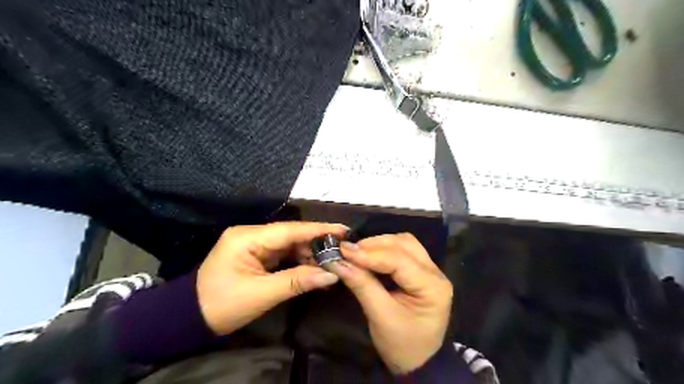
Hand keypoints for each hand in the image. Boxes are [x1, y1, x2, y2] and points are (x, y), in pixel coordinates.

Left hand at [196, 221, 347, 335]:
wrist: (191, 318)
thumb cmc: (222, 305)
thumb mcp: (262, 294)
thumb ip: (298, 281)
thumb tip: (332, 275)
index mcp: (248, 237)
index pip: (290, 230)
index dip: (318, 229)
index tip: (343, 229)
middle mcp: (252, 234)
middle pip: (291, 234)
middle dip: (317, 243)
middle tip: (342, 250)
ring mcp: (254, 243)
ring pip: (289, 243)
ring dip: (309, 253)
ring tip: (332, 261)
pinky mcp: (256, 254)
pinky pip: (283, 253)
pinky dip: (299, 260)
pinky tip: (315, 267)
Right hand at [333, 233, 451, 372]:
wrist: (418, 362)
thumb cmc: (402, 345)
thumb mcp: (381, 317)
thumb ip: (362, 286)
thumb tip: (339, 263)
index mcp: (432, 287)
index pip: (399, 260)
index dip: (370, 254)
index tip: (343, 250)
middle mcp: (435, 272)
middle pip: (404, 244)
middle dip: (374, 245)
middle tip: (348, 251)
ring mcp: (430, 269)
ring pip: (403, 243)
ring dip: (379, 244)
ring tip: (357, 253)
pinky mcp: (420, 270)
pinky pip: (402, 250)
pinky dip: (383, 249)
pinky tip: (368, 256)